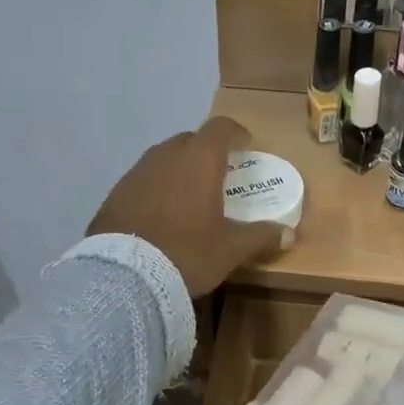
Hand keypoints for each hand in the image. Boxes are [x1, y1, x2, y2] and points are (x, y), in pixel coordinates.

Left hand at [88, 117, 290, 296]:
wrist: (124, 275)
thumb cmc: (187, 253)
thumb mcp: (230, 250)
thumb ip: (260, 237)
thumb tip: (288, 234)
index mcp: (199, 160)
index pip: (220, 128)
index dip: (235, 133)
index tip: (245, 145)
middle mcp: (166, 155)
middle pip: (191, 140)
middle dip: (206, 151)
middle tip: (219, 173)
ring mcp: (137, 172)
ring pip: (164, 158)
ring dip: (179, 168)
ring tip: (189, 194)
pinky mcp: (115, 192)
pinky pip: (143, 179)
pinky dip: (157, 186)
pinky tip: (160, 212)